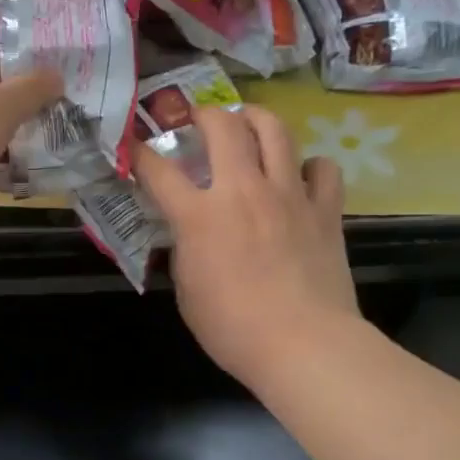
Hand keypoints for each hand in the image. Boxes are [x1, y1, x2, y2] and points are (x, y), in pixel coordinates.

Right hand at [135, 105, 358, 384]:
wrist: (304, 344)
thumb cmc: (234, 329)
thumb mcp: (188, 293)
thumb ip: (186, 252)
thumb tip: (191, 235)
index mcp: (200, 216)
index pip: (159, 170)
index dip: (140, 153)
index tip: (133, 145)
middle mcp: (244, 191)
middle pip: (223, 126)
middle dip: (204, 114)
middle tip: (199, 122)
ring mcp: (289, 195)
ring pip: (276, 131)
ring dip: (257, 118)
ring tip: (249, 123)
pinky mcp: (325, 210)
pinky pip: (323, 169)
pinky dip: (310, 166)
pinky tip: (301, 177)